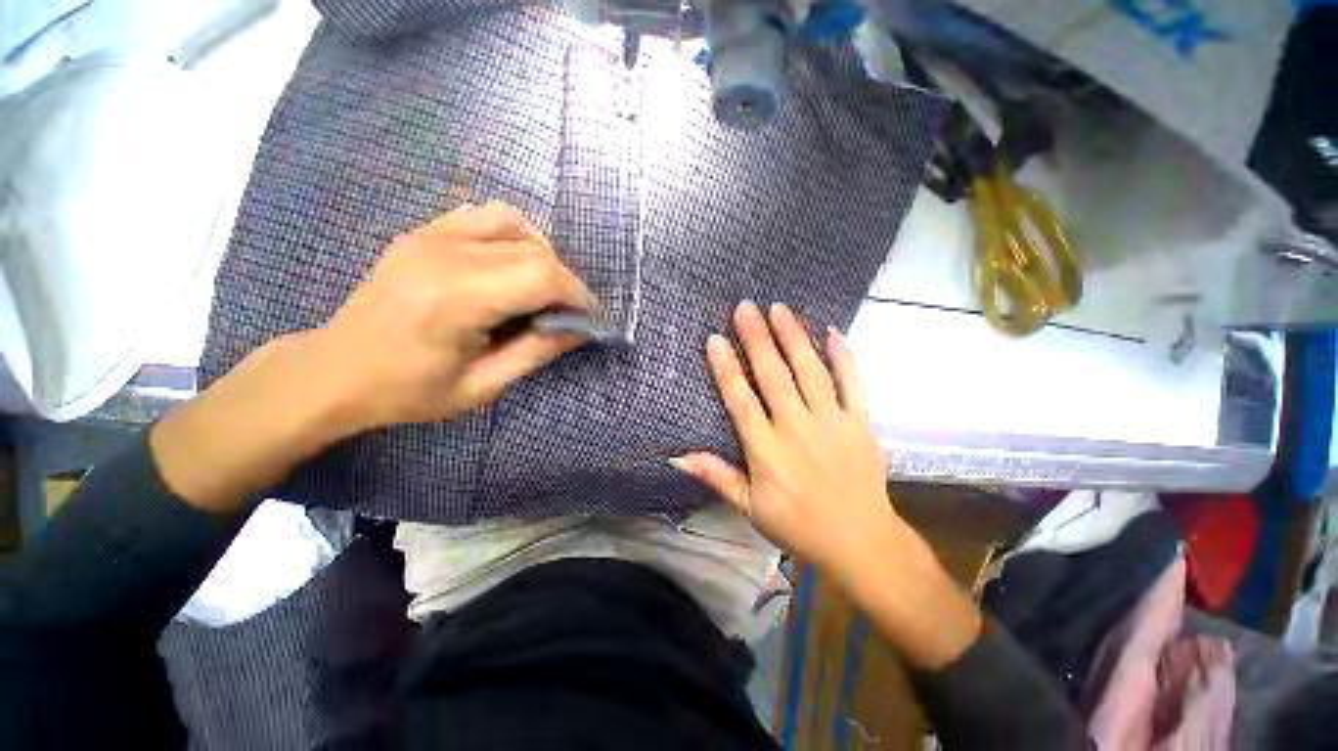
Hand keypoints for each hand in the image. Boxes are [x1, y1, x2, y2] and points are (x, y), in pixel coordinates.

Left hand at [311, 201, 595, 432]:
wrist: (335, 370)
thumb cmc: (408, 391)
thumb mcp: (481, 386)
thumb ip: (536, 352)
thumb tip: (580, 329)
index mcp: (456, 299)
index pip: (541, 276)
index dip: (578, 295)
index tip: (589, 319)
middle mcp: (444, 255)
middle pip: (534, 250)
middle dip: (565, 282)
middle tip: (566, 313)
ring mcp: (430, 236)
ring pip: (515, 223)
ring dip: (542, 255)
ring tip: (541, 289)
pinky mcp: (423, 232)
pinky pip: (485, 216)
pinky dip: (514, 235)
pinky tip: (511, 264)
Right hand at [670, 300, 905, 582]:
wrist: (860, 542)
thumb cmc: (798, 524)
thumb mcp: (750, 507)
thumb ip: (716, 476)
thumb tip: (677, 456)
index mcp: (767, 449)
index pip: (740, 400)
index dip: (726, 367)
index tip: (715, 338)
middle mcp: (796, 427)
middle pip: (774, 375)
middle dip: (757, 338)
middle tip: (746, 307)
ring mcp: (832, 421)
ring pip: (810, 370)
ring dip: (793, 337)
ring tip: (780, 309)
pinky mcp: (861, 422)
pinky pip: (853, 382)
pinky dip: (843, 356)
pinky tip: (832, 332)